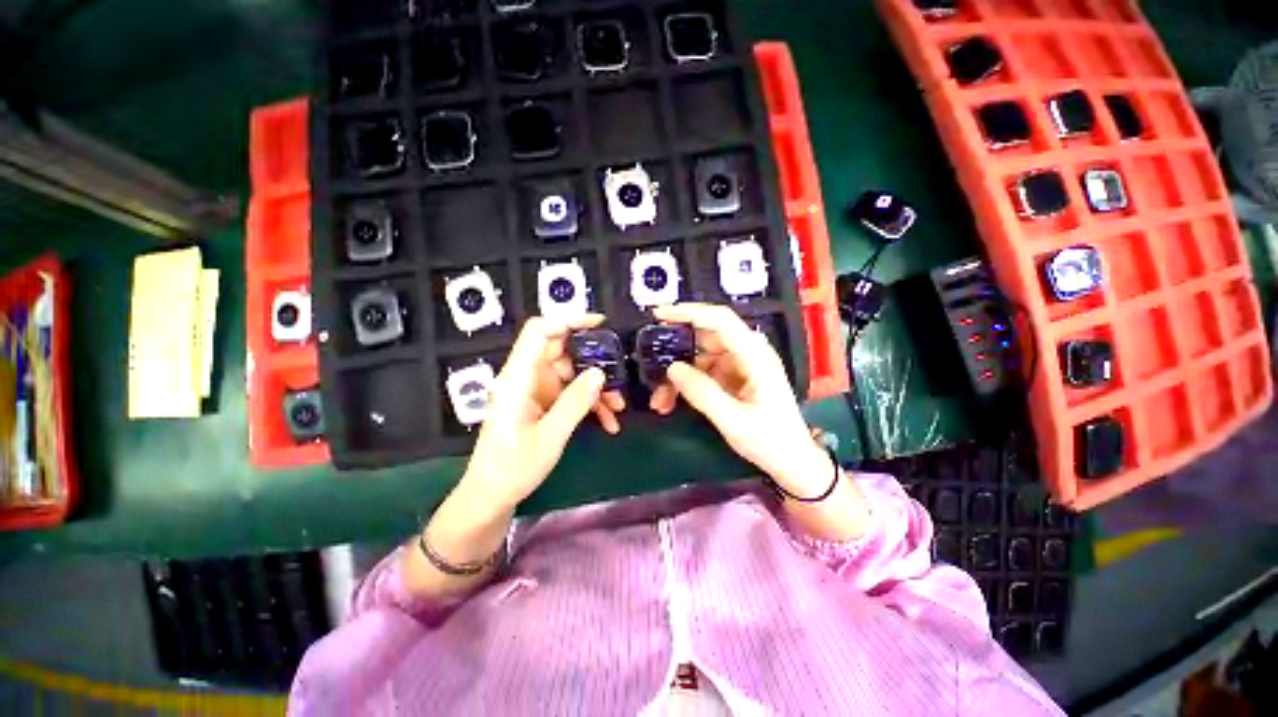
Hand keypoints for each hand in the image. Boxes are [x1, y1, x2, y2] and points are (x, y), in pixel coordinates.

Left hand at [460, 315, 624, 511]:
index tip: (599, 324)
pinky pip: (571, 393)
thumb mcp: (550, 436)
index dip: (568, 320)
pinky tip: (608, 422)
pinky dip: (590, 403)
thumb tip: (599, 373)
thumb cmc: (512, 467)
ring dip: (596, 388)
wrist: (492, 496)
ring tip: (618, 408)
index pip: (539, 331)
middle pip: (562, 351)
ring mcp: (537, 390)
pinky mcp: (543, 403)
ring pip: (572, 374)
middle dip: (593, 362)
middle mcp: (527, 377)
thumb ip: (575, 402)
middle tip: (618, 376)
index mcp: (518, 377)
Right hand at [649, 303, 832, 497]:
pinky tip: (671, 402)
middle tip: (650, 366)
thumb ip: (702, 392)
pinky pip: (704, 372)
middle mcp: (748, 353)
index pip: (720, 320)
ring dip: (678, 375)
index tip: (658, 314)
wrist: (792, 462)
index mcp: (755, 355)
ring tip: (660, 400)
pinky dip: (687, 385)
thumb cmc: (770, 441)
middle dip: (675, 352)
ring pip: (699, 357)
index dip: (688, 312)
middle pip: (705, 338)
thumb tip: (672, 368)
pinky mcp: (734, 377)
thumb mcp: (732, 420)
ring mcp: (740, 365)